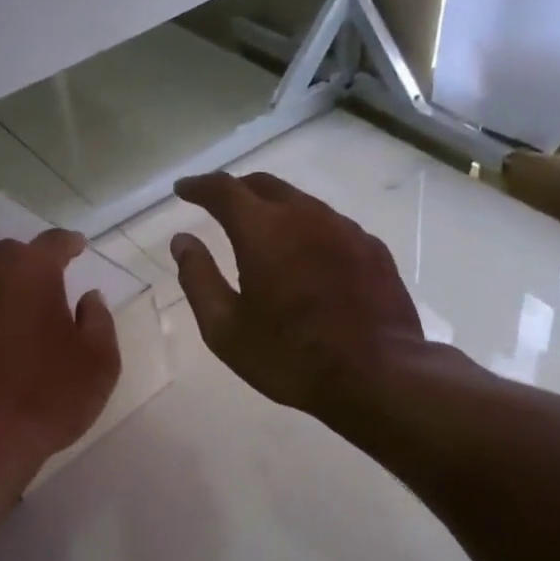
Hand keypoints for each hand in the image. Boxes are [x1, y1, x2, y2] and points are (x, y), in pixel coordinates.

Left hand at [0, 228, 121, 466]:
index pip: (52, 243)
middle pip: (9, 254)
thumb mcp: (98, 362)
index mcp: (29, 272)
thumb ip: (98, 321)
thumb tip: (89, 299)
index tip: (79, 246)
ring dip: (2, 289)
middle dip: (31, 261)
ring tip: (20, 311)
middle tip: (49, 278)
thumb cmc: (47, 394)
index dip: (69, 243)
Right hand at [170, 172, 425, 419]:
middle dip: (237, 190)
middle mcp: (305, 216)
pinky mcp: (372, 248)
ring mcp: (345, 229)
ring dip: (274, 209)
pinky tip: (306, 257)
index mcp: (263, 230)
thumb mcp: (226, 329)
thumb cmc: (289, 356)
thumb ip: (198, 278)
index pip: (224, 190)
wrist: (376, 375)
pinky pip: (331, 226)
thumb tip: (182, 242)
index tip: (184, 189)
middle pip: (265, 185)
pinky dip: (307, 231)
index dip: (199, 186)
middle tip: (219, 206)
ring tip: (262, 232)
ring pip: (301, 203)